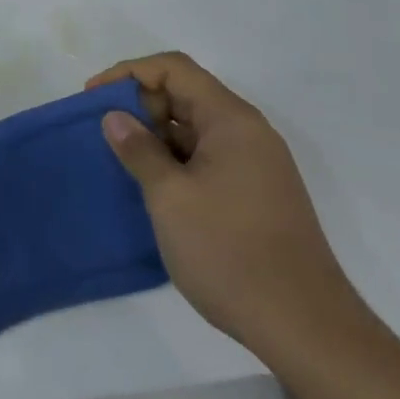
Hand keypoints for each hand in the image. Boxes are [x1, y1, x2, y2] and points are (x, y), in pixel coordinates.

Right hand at [92, 52, 360, 358]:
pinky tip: (151, 184)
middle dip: (140, 104)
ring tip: (119, 157)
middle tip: (103, 131)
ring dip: (155, 134)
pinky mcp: (256, 194)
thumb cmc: (230, 252)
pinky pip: (206, 156)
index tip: (93, 98)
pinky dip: (175, 159)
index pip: (174, 69)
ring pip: (195, 128)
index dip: (129, 73)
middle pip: (186, 94)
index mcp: (231, 120)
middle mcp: (248, 133)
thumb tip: (115, 117)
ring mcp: (255, 165)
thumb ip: (139, 150)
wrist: (306, 329)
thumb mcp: (170, 198)